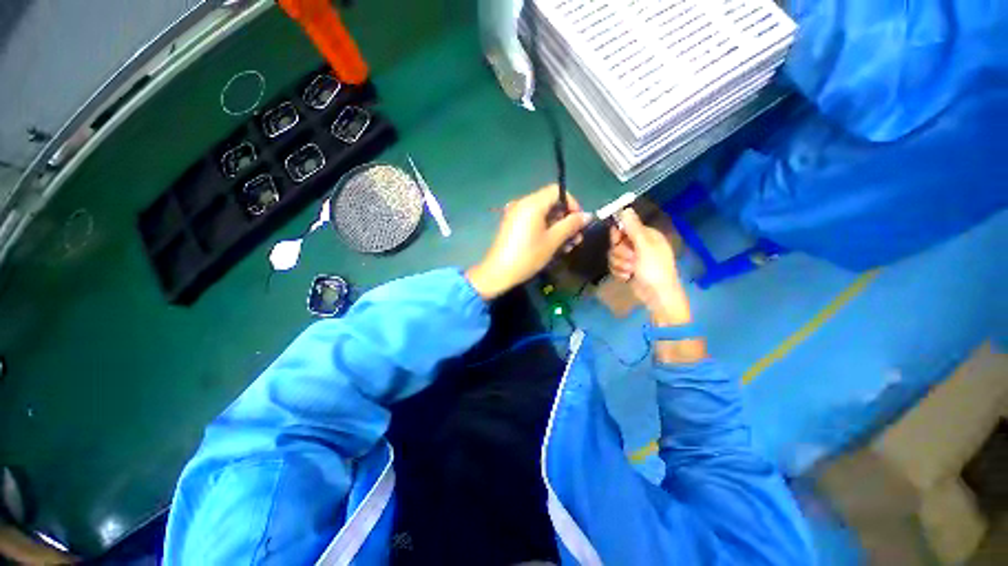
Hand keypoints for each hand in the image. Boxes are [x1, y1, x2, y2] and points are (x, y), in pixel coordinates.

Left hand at [467, 185, 590, 299]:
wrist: (498, 273)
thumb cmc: (527, 256)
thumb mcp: (552, 241)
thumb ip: (571, 225)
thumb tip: (588, 215)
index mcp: (532, 203)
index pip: (557, 191)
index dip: (572, 204)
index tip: (579, 222)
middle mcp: (523, 204)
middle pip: (551, 203)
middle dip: (566, 219)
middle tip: (576, 238)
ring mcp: (516, 214)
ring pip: (543, 214)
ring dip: (558, 227)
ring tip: (567, 246)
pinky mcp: (513, 225)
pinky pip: (533, 221)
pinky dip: (545, 229)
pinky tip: (553, 245)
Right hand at [608, 209, 704, 362]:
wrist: (657, 296)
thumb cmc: (655, 269)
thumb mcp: (645, 246)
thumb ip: (633, 228)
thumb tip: (625, 208)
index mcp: (646, 235)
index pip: (624, 227)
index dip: (618, 235)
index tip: (617, 240)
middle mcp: (638, 245)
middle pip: (616, 242)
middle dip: (620, 253)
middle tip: (631, 259)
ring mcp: (632, 258)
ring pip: (613, 255)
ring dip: (620, 265)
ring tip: (631, 271)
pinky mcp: (627, 270)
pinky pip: (615, 266)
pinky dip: (620, 272)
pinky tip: (628, 277)